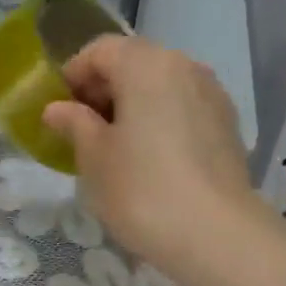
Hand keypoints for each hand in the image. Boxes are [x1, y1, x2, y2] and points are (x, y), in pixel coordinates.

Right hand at [42, 36, 265, 283]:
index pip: (100, 50)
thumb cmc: (140, 189)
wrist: (215, 235)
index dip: (72, 75)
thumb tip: (58, 109)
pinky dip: (158, 120)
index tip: (58, 109)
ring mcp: (212, 95)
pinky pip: (182, 108)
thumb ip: (74, 123)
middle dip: (102, 89)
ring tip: (113, 145)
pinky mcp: (227, 125)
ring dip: (131, 104)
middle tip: (81, 129)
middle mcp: (184, 67)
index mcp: (146, 65)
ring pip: (160, 85)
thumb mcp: (93, 156)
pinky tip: (147, 158)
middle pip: (133, 62)